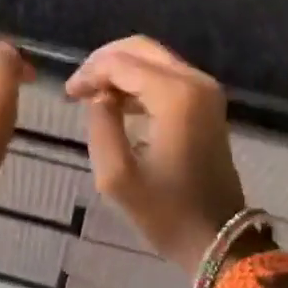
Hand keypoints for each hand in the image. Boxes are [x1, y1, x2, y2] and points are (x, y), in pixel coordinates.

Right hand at [65, 37, 247, 277]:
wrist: (219, 238)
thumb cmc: (167, 212)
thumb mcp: (117, 177)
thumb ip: (101, 126)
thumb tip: (99, 97)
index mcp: (175, 96)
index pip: (121, 64)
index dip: (90, 73)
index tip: (68, 94)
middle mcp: (194, 81)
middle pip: (140, 48)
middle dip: (105, 62)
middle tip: (80, 87)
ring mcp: (206, 89)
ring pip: (154, 58)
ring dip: (122, 69)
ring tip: (93, 95)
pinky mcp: (208, 101)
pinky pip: (167, 74)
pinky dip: (140, 80)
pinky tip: (119, 103)